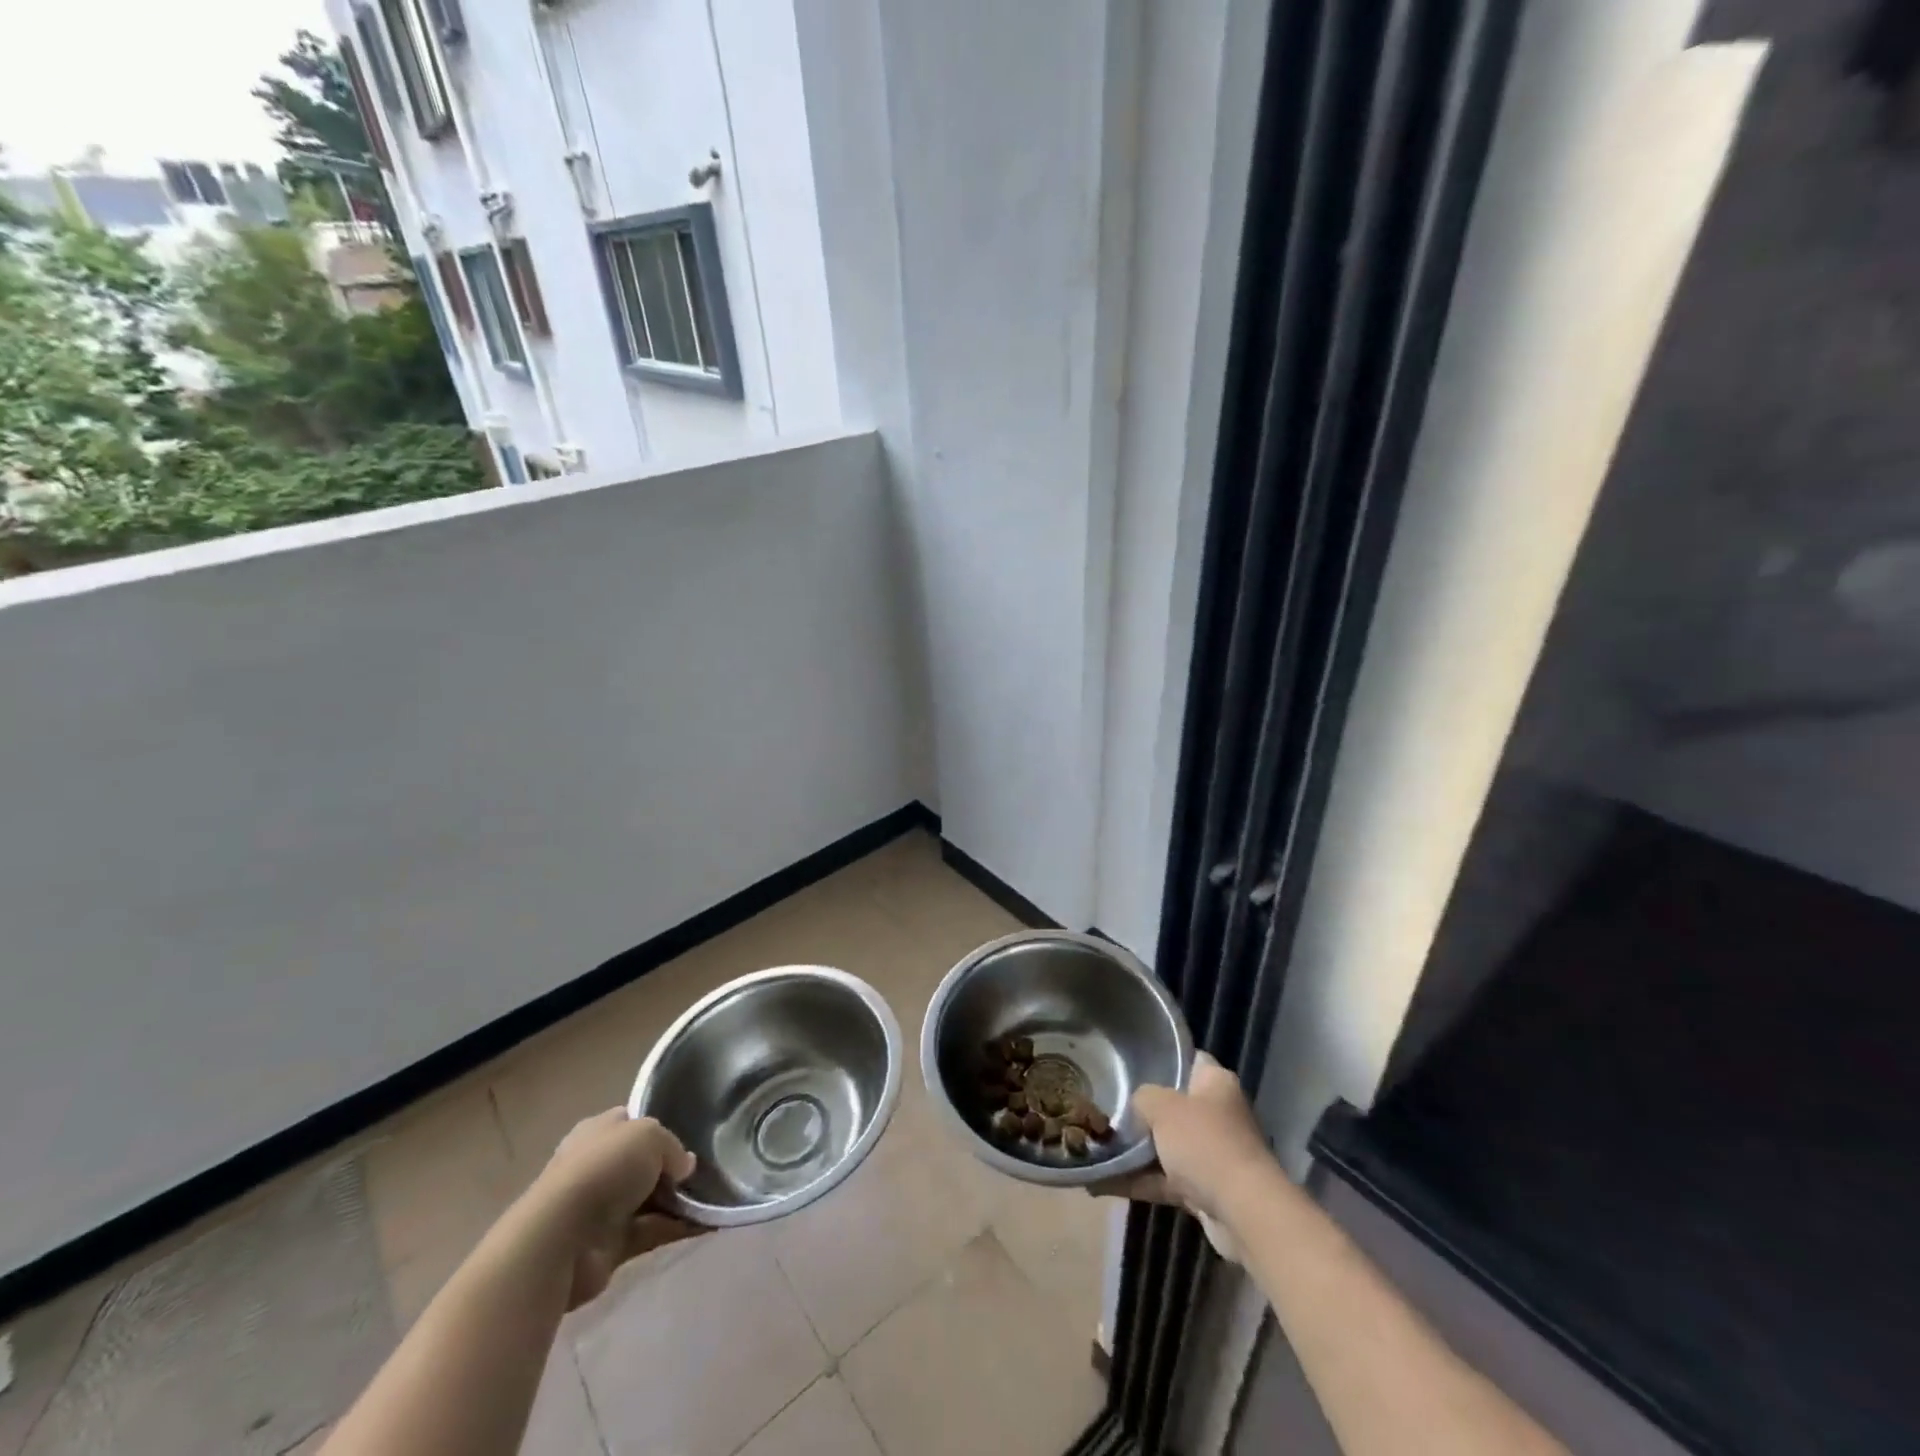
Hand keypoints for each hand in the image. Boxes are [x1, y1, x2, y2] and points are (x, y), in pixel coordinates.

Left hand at [531, 1108, 702, 1309]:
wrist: (561, 1239)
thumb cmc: (604, 1169)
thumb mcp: (650, 1135)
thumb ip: (673, 1147)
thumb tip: (685, 1166)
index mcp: (599, 1132)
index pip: (633, 1122)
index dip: (662, 1125)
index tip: (694, 1132)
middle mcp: (599, 1166)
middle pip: (645, 1163)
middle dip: (675, 1167)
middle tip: (711, 1166)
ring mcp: (604, 1208)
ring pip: (652, 1199)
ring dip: (681, 1200)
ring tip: (720, 1194)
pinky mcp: (611, 1245)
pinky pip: (653, 1230)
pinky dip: (679, 1227)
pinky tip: (711, 1223)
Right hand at [1091, 1052, 1273, 1260]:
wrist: (1243, 1212)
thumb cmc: (1205, 1143)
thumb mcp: (1163, 1107)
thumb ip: (1143, 1097)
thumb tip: (1137, 1105)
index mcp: (1216, 1083)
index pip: (1191, 1060)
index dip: (1165, 1060)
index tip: (1133, 1065)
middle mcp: (1218, 1114)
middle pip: (1176, 1106)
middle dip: (1144, 1111)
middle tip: (1109, 1108)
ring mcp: (1212, 1154)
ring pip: (1168, 1146)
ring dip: (1137, 1152)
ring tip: (1098, 1147)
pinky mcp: (1206, 1190)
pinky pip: (1165, 1180)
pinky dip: (1140, 1181)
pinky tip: (1104, 1182)